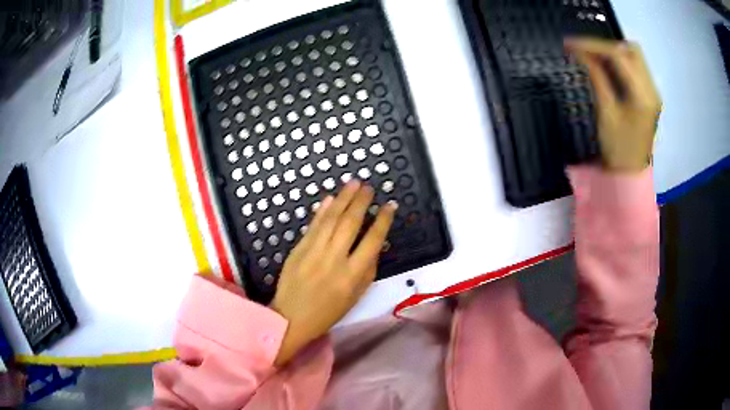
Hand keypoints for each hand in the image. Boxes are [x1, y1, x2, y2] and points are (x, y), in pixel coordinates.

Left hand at [270, 181, 396, 365]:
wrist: (291, 317)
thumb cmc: (328, 312)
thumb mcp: (355, 296)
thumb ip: (368, 269)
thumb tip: (375, 243)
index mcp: (352, 275)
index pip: (372, 241)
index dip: (383, 221)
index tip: (390, 206)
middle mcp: (334, 260)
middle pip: (350, 224)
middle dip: (361, 202)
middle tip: (369, 187)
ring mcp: (313, 252)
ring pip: (330, 219)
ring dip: (343, 198)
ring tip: (353, 183)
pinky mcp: (298, 249)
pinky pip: (313, 226)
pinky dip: (322, 210)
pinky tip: (330, 198)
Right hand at [565, 38, 661, 172]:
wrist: (631, 176)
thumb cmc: (618, 150)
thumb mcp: (606, 113)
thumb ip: (597, 78)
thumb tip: (581, 53)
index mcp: (643, 96)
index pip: (619, 56)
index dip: (594, 45)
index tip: (571, 43)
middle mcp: (652, 90)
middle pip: (631, 50)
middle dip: (606, 45)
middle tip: (585, 51)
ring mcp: (653, 92)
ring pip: (635, 56)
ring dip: (614, 52)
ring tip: (594, 57)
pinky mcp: (650, 95)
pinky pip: (636, 67)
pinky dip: (620, 61)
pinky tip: (607, 67)